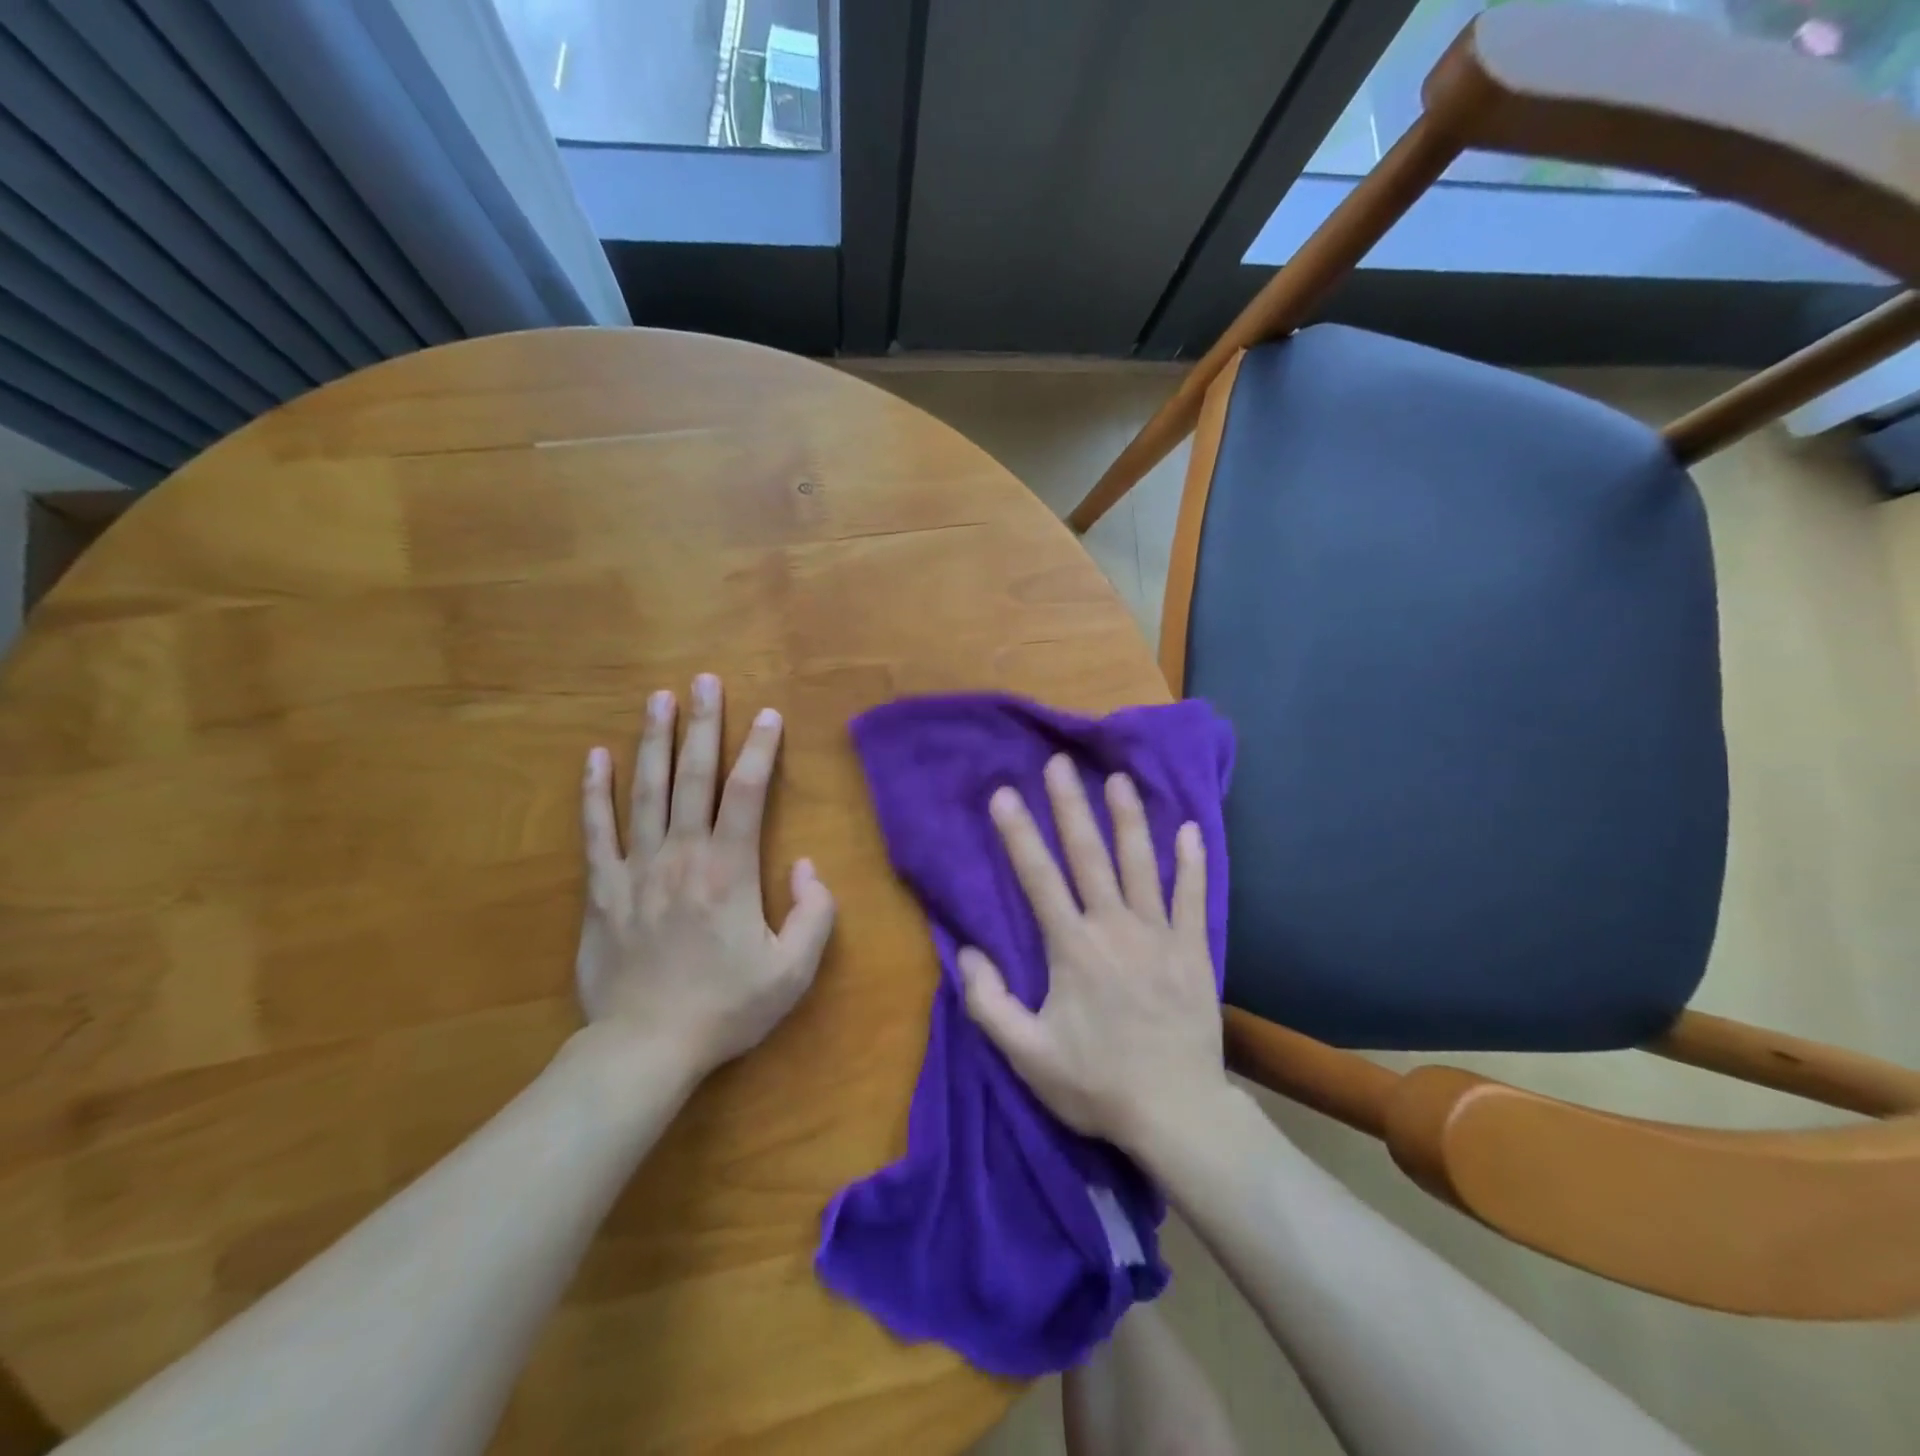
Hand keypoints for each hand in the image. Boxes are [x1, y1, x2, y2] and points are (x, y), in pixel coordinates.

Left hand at [575, 673, 835, 1077]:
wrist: (647, 1047)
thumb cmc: (727, 1007)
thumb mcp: (793, 970)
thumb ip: (814, 913)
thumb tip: (807, 866)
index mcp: (730, 869)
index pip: (748, 792)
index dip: (760, 749)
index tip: (768, 715)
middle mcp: (683, 855)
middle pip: (694, 776)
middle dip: (703, 724)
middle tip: (705, 680)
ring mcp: (636, 868)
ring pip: (645, 790)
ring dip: (654, 740)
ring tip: (658, 698)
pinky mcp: (601, 889)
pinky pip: (596, 830)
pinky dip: (595, 791)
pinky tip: (595, 756)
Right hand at [957, 755, 1226, 1153]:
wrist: (1176, 1112)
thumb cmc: (1096, 1083)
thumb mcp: (1027, 1055)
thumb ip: (988, 1003)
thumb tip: (966, 952)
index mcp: (1072, 948)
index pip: (1038, 878)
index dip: (1018, 834)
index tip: (1004, 793)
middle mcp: (1114, 928)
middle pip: (1089, 856)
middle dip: (1070, 806)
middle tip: (1059, 763)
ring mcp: (1159, 935)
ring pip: (1141, 865)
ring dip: (1128, 819)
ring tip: (1118, 779)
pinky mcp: (1193, 950)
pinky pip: (1194, 897)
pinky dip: (1191, 862)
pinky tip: (1188, 829)